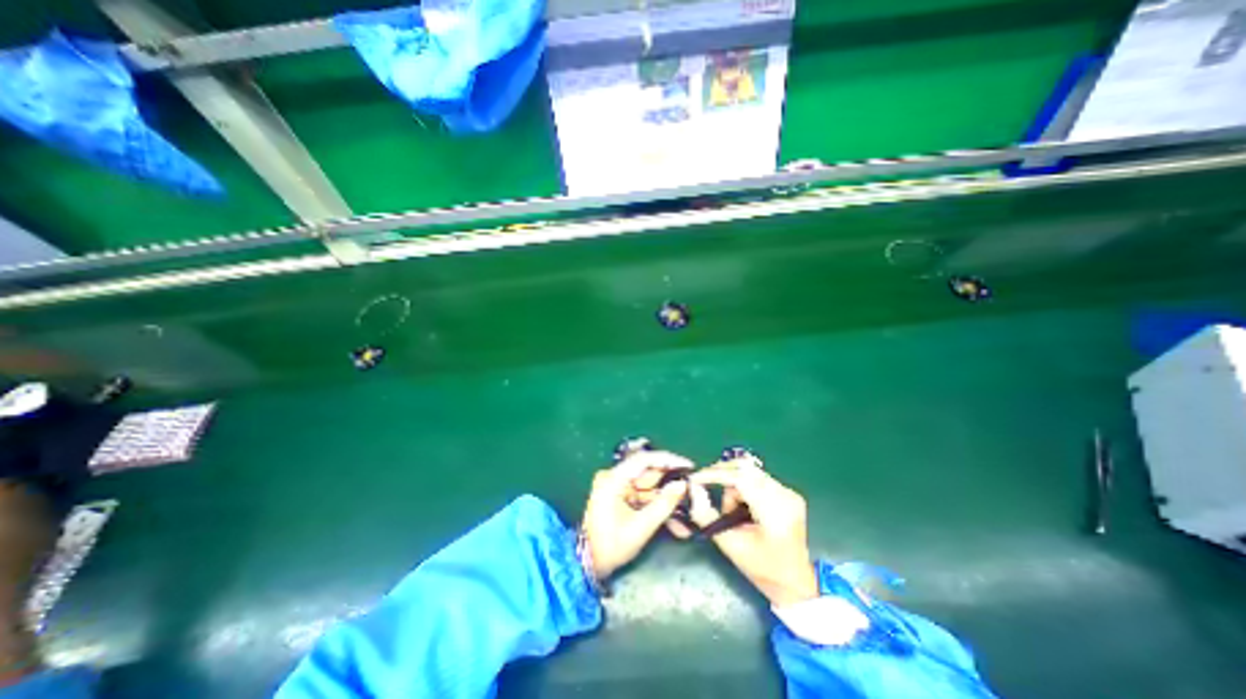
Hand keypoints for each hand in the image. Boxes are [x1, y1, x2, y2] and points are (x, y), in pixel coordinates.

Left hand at [583, 451, 696, 580]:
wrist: (587, 565)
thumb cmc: (611, 546)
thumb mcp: (641, 527)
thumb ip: (664, 504)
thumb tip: (682, 485)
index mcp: (614, 479)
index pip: (644, 460)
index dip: (668, 460)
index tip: (688, 466)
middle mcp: (615, 478)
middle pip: (648, 474)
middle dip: (671, 484)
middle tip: (693, 489)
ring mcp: (617, 488)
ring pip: (649, 487)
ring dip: (667, 499)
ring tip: (689, 510)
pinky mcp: (621, 498)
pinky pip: (643, 497)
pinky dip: (657, 507)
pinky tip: (676, 523)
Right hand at [686, 460, 823, 606]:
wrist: (795, 583)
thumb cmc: (762, 569)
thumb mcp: (729, 545)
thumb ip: (707, 516)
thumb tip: (693, 489)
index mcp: (774, 512)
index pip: (741, 479)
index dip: (715, 474)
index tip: (696, 479)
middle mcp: (785, 496)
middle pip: (745, 469)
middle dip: (722, 475)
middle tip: (705, 487)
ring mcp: (789, 493)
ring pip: (750, 471)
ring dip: (733, 484)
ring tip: (731, 511)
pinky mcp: (788, 493)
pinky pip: (758, 478)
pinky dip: (743, 486)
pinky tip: (743, 507)